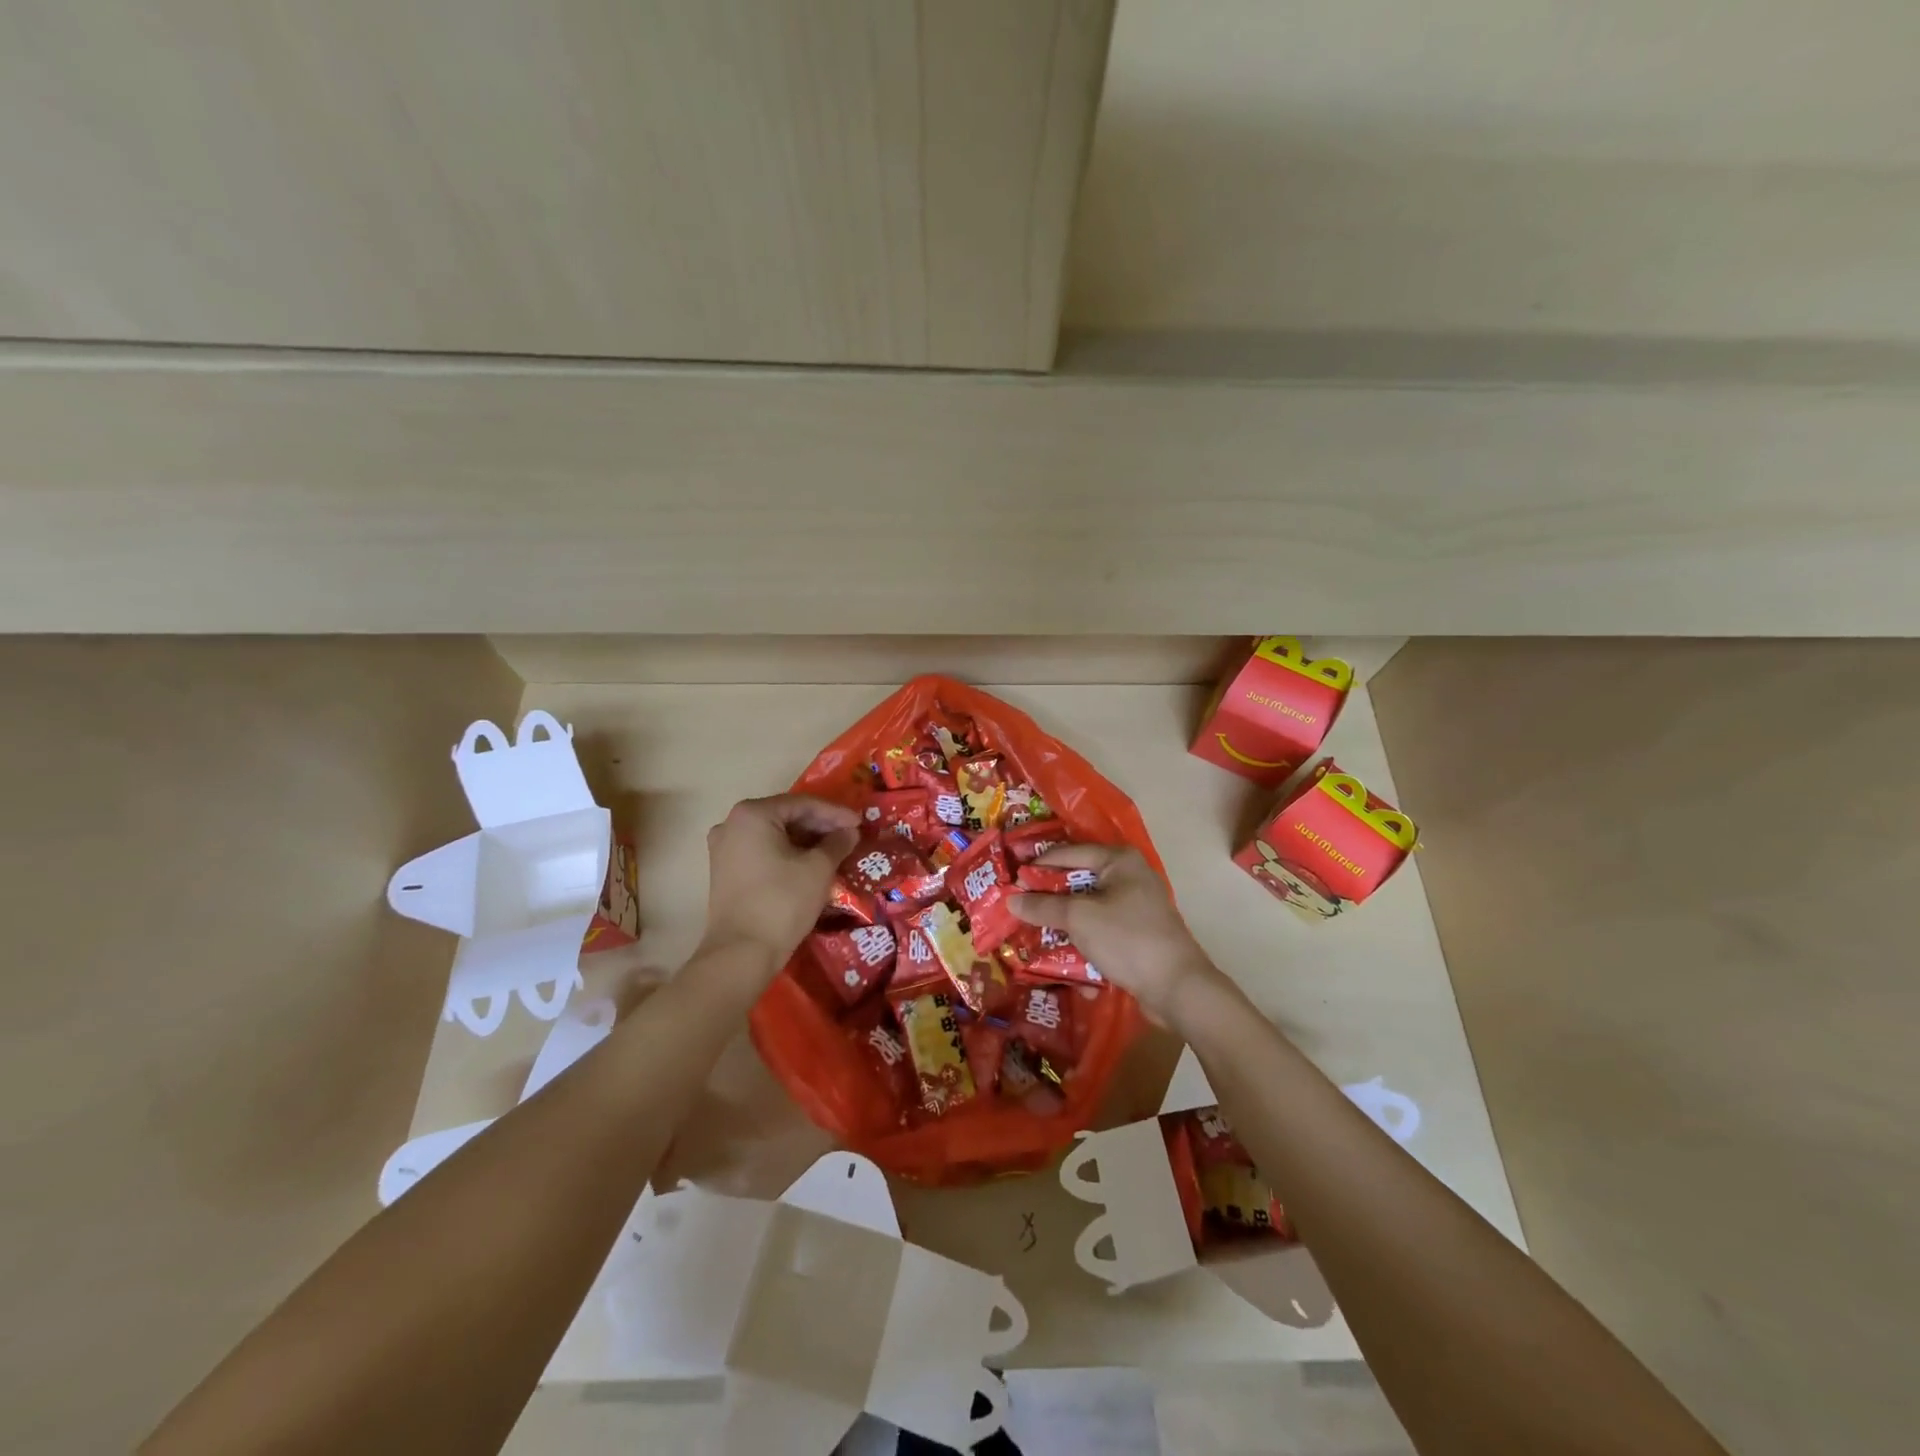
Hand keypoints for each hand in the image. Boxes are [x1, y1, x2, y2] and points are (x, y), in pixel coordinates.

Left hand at [697, 795, 861, 972]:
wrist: (741, 953)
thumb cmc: (782, 902)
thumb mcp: (818, 869)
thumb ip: (837, 843)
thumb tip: (849, 832)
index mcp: (752, 814)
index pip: (802, 804)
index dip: (835, 813)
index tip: (859, 822)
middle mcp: (732, 824)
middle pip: (786, 816)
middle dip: (820, 825)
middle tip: (850, 834)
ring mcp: (724, 848)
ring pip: (774, 835)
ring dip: (805, 840)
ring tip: (835, 848)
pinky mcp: (725, 871)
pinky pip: (762, 851)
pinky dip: (787, 853)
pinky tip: (810, 862)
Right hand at [1008, 844, 1223, 1030]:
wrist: (1177, 988)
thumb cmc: (1127, 939)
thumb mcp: (1079, 918)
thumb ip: (1043, 906)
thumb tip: (1011, 899)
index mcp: (1118, 860)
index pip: (1067, 854)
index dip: (1037, 868)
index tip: (1010, 883)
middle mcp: (1128, 876)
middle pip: (1076, 882)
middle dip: (1048, 900)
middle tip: (1017, 910)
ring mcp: (1134, 907)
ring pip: (1086, 909)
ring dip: (1062, 925)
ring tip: (1032, 937)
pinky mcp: (1135, 934)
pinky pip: (1100, 931)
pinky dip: (1082, 943)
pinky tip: (1063, 962)